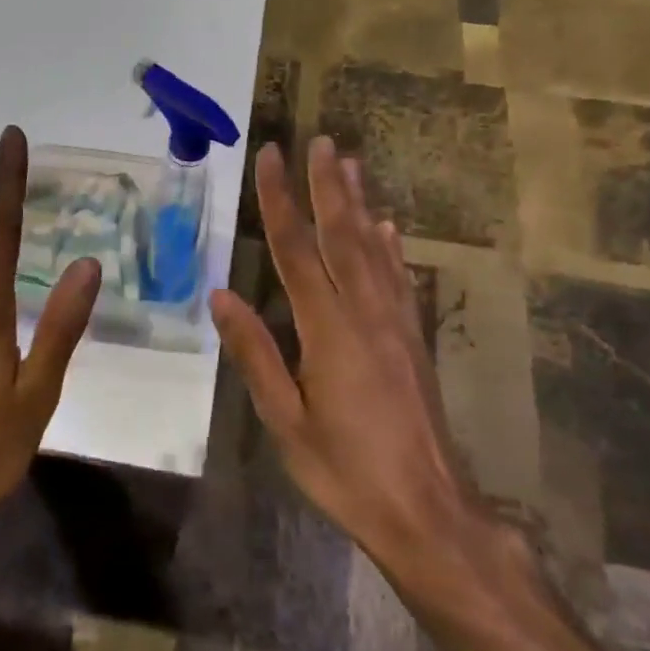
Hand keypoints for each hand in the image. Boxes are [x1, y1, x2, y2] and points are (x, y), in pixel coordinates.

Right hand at [210, 137, 485, 571]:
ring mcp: (397, 323)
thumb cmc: (345, 470)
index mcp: (328, 329)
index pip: (296, 249)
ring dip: (360, 203)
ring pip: (374, 248)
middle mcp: (366, 313)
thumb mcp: (285, 420)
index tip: (271, 156)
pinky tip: (386, 226)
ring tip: (350, 163)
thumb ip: (255, 354)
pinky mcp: (415, 339)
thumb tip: (222, 294)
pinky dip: (389, 245)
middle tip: (320, 140)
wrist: (427, 509)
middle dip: (327, 185)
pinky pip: (399, 278)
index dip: (280, 200)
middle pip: (342, 235)